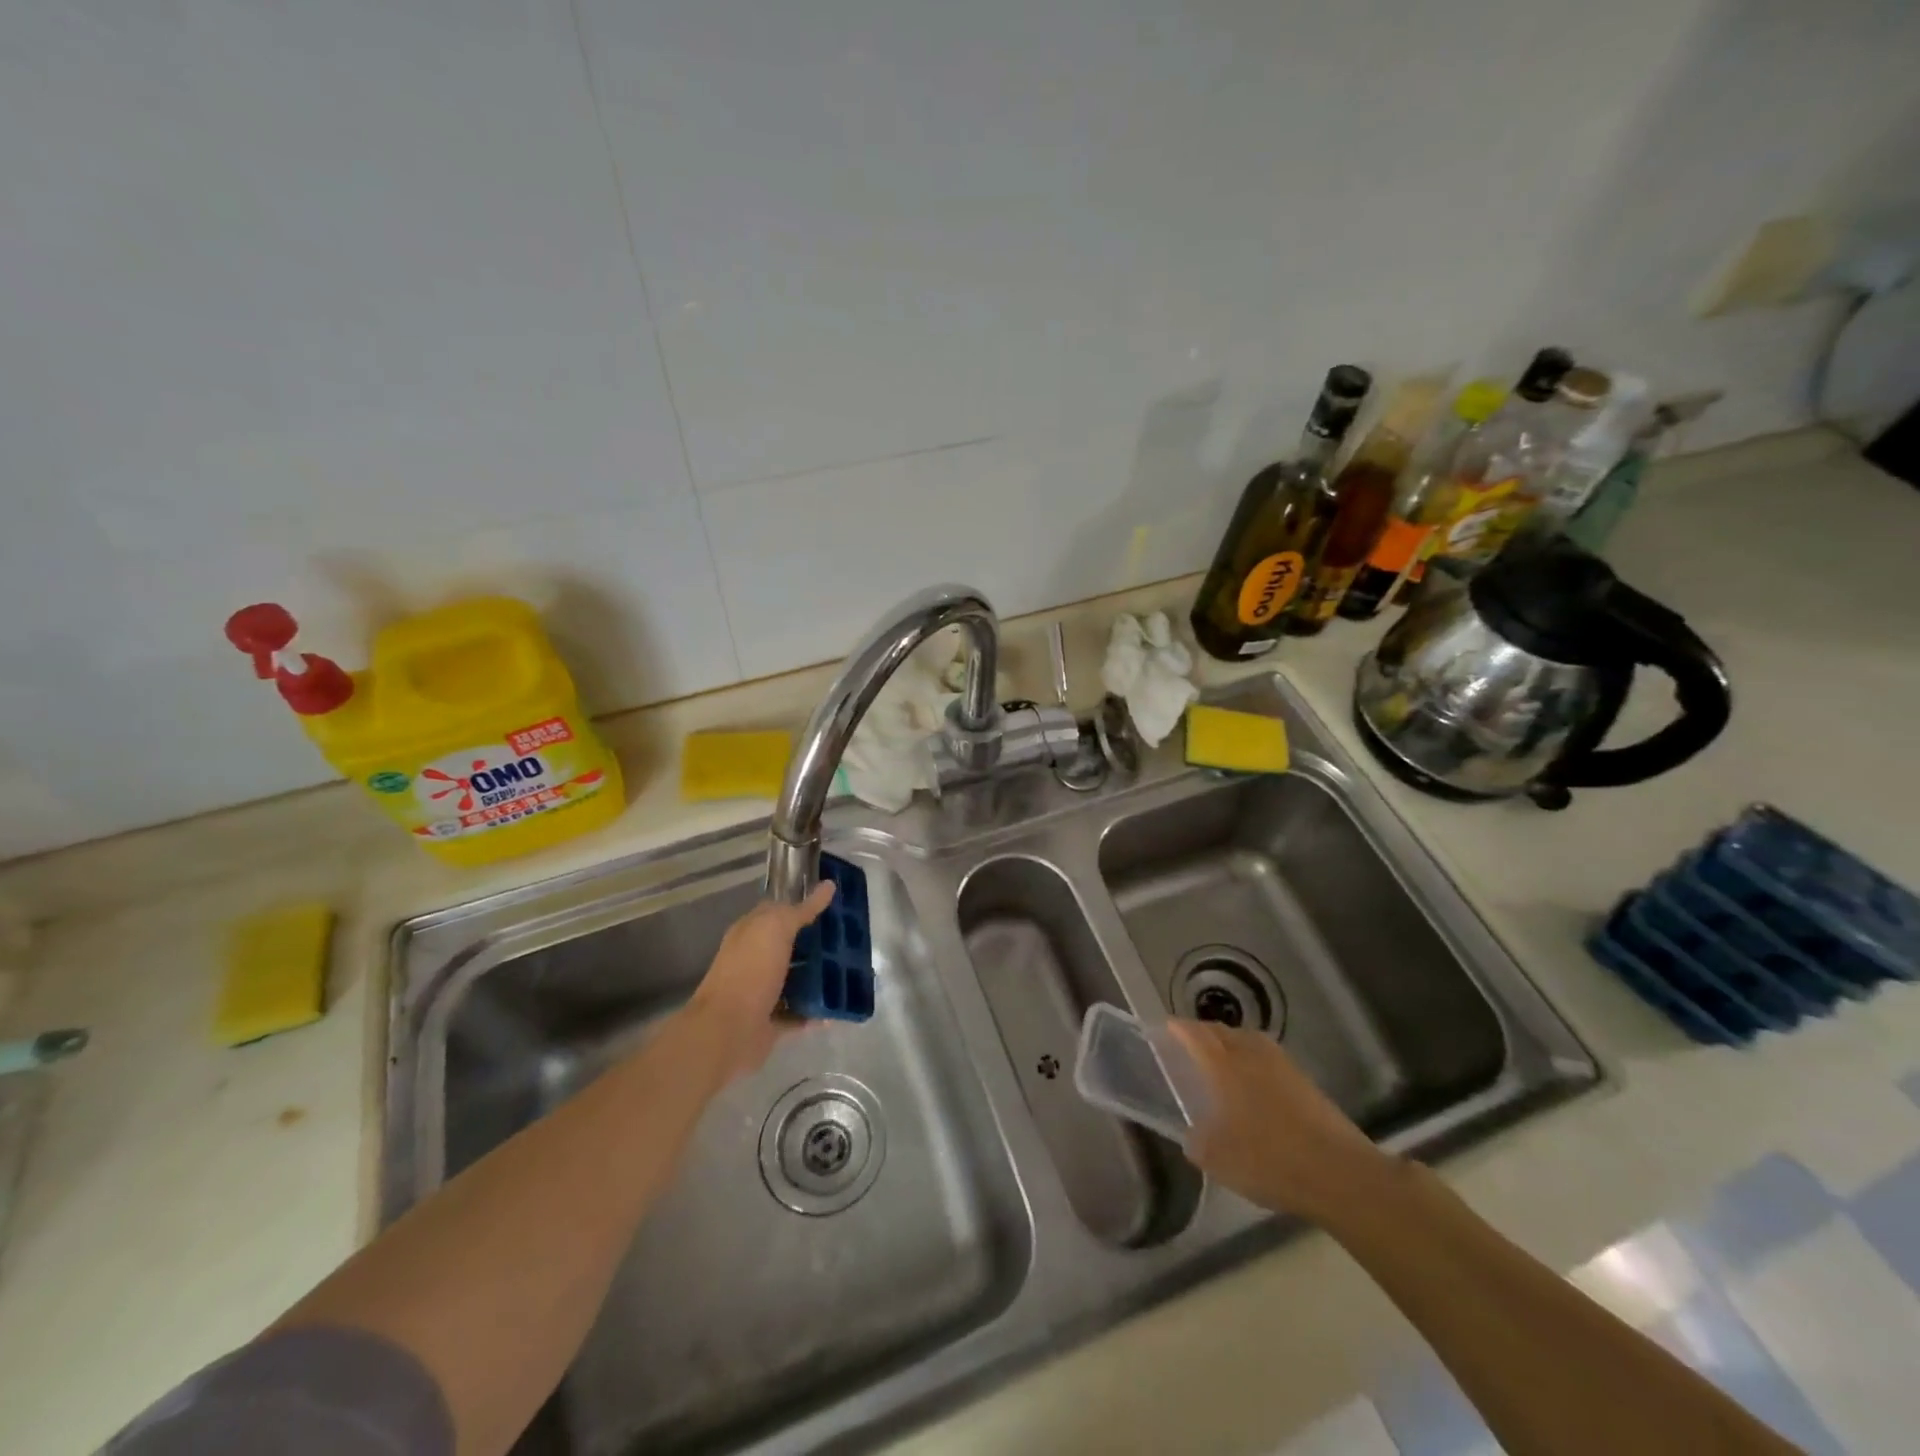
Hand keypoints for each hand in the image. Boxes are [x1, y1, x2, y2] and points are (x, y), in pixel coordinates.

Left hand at [682, 881, 835, 1082]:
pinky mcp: (771, 1022)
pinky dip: (817, 1011)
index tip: (836, 904)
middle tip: (851, 938)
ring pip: (796, 979)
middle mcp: (754, 960)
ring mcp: (762, 992)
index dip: (804, 905)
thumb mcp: (776, 929)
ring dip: (819, 977)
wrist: (728, 1032)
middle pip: (790, 946)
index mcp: (750, 933)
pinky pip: (799, 1013)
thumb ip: (802, 910)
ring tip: (851, 971)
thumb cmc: (750, 972)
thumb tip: (828, 885)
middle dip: (817, 942)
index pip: (778, 911)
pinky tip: (839, 1007)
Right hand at [1167, 1019, 1395, 1225]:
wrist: (1339, 1174)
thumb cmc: (1270, 1161)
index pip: (1195, 1035)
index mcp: (1224, 1066)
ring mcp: (1282, 1065)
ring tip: (1221, 1058)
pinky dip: (1253, 1059)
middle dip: (1203, 1032)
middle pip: (1222, 1031)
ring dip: (1231, 1042)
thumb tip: (1193, 1133)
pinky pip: (1268, 1057)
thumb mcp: (1218, 1160)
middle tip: (1189, 1044)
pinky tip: (1254, 1082)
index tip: (1166, 1028)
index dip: (1178, 1029)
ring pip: (1248, 1040)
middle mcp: (1251, 1055)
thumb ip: (1197, 1141)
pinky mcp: (1305, 1081)